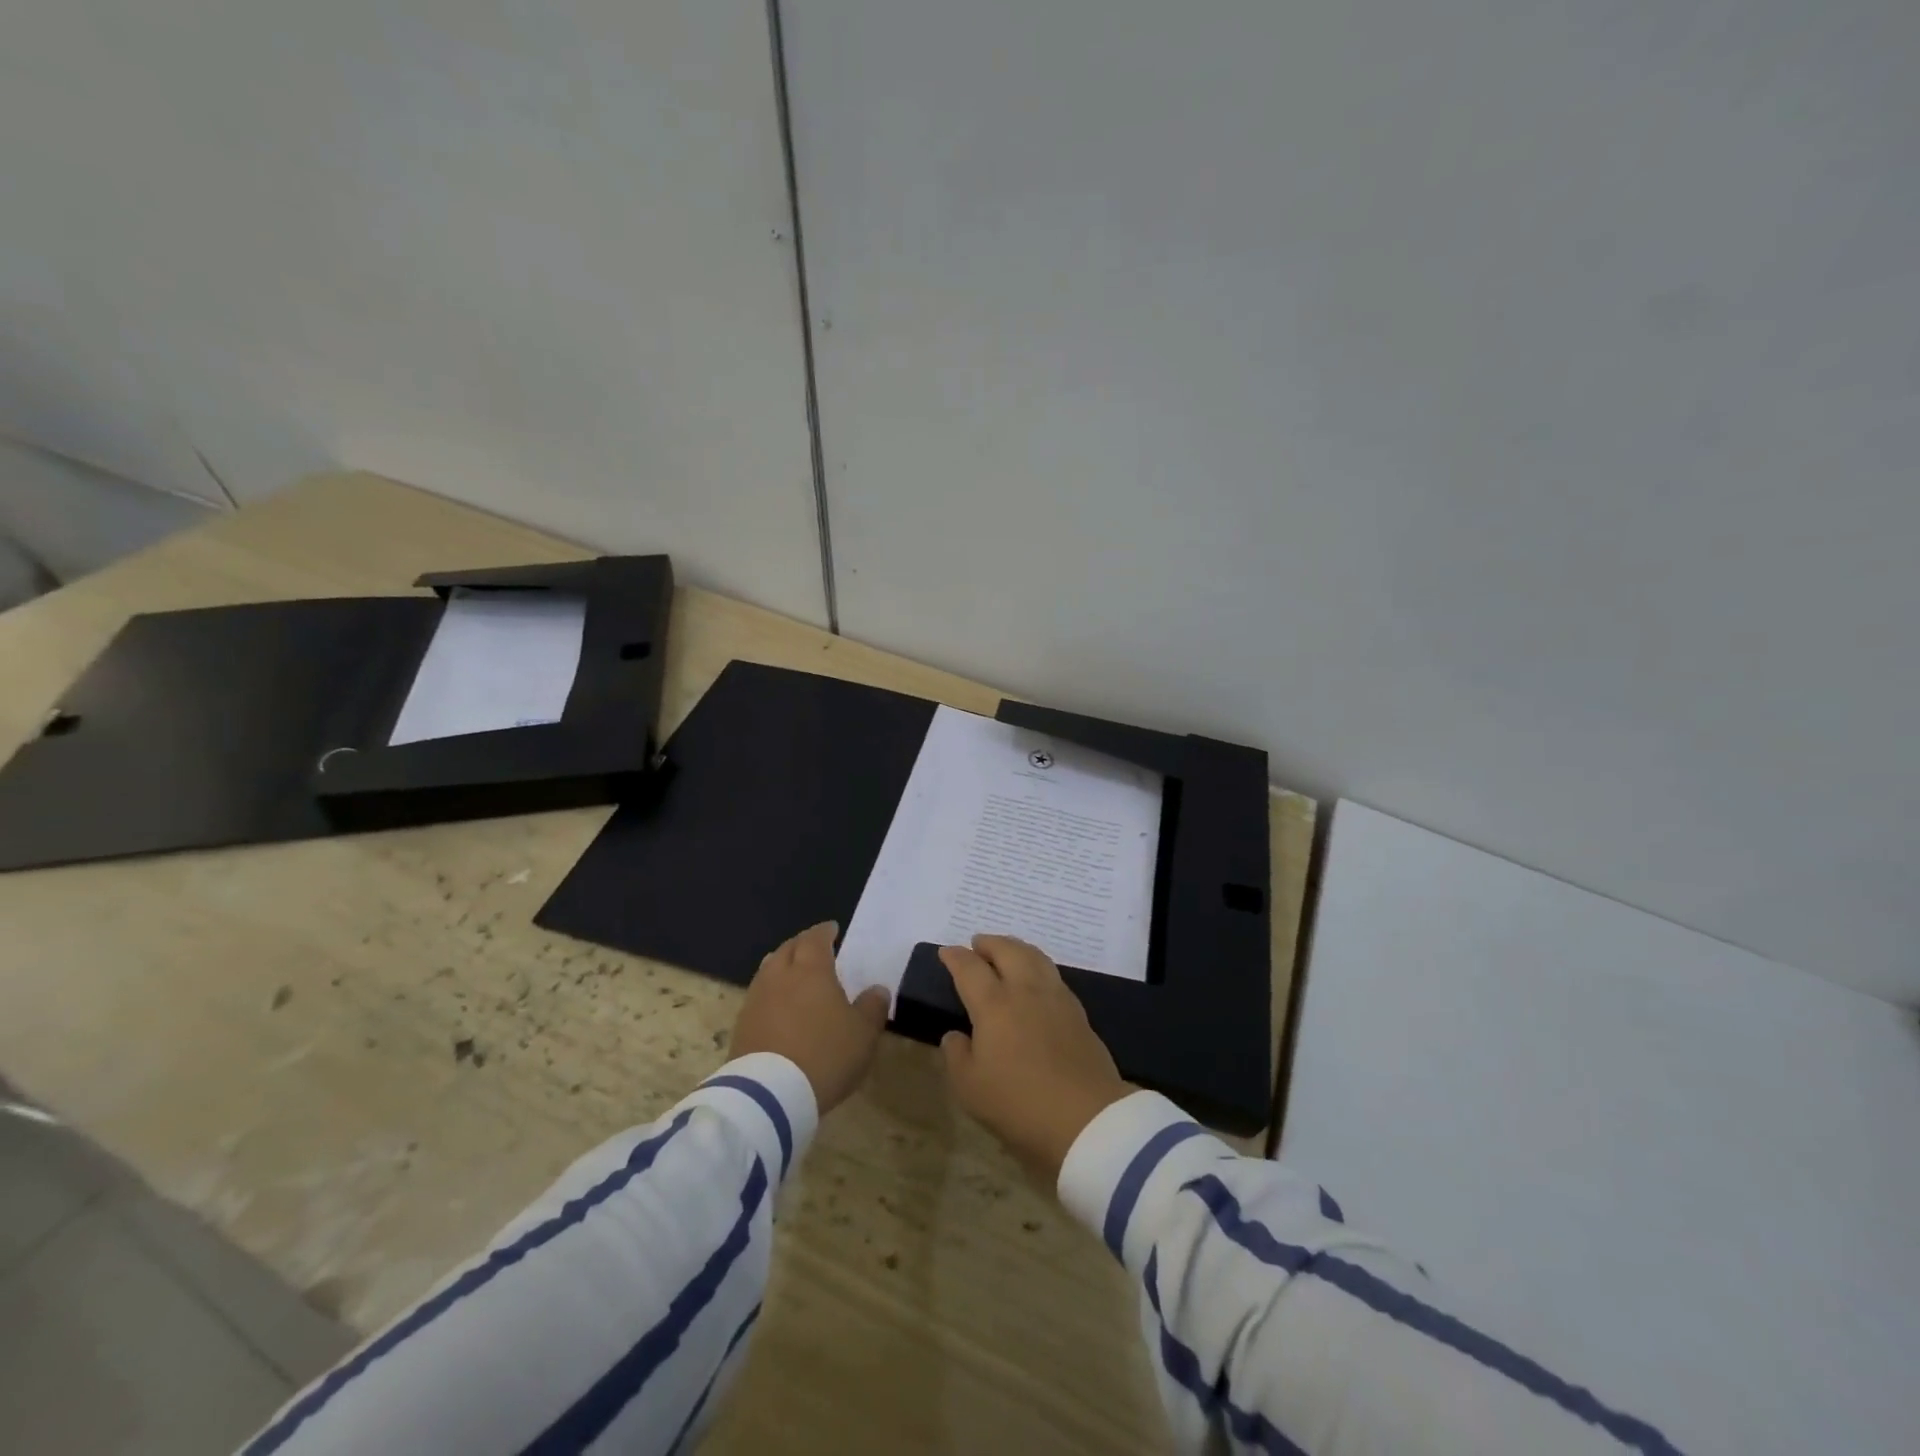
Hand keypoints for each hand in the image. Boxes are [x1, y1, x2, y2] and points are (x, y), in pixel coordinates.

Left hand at [731, 922, 890, 1113]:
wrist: (769, 1095)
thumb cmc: (825, 1055)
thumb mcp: (863, 1034)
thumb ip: (872, 1007)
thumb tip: (877, 989)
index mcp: (811, 970)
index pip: (815, 939)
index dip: (824, 932)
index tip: (832, 929)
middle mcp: (780, 976)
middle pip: (788, 949)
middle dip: (802, 944)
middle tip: (814, 947)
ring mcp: (756, 999)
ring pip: (768, 970)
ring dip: (782, 965)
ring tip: (793, 972)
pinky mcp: (742, 1025)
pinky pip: (758, 996)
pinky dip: (771, 992)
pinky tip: (778, 1005)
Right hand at [938, 935, 1132, 1182]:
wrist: (1086, 1118)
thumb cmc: (1019, 1103)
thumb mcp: (970, 1088)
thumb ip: (957, 1056)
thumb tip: (955, 1035)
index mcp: (994, 1005)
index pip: (970, 969)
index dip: (955, 957)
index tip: (946, 951)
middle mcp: (1025, 991)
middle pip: (1007, 950)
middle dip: (989, 943)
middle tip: (977, 944)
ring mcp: (1056, 998)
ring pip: (1035, 957)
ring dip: (1016, 948)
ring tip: (1007, 951)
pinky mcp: (1079, 1013)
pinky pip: (1053, 975)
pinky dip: (1037, 966)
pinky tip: (1036, 980)